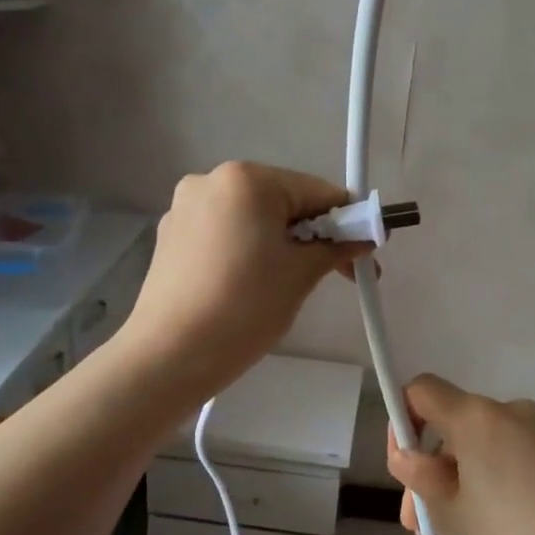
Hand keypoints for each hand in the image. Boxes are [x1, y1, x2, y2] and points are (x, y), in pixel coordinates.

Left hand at [118, 162, 364, 404]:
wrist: (170, 355)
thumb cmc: (245, 307)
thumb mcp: (301, 275)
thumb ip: (335, 248)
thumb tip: (363, 237)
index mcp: (247, 179)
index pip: (316, 191)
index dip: (347, 222)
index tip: (364, 254)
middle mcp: (211, 180)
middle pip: (282, 201)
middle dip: (312, 234)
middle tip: (335, 275)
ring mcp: (185, 208)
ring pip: (252, 218)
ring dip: (279, 243)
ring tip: (289, 285)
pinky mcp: (170, 236)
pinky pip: (224, 234)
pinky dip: (246, 251)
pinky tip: (250, 286)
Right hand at [386, 374, 534, 534]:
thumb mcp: (448, 513)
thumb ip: (417, 475)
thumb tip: (410, 455)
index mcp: (475, 415)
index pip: (421, 389)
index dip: (402, 419)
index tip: (406, 466)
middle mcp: (510, 410)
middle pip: (453, 425)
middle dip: (431, 467)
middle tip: (422, 523)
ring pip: (483, 446)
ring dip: (462, 479)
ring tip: (459, 534)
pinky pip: (512, 457)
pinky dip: (495, 481)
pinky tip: (499, 526)